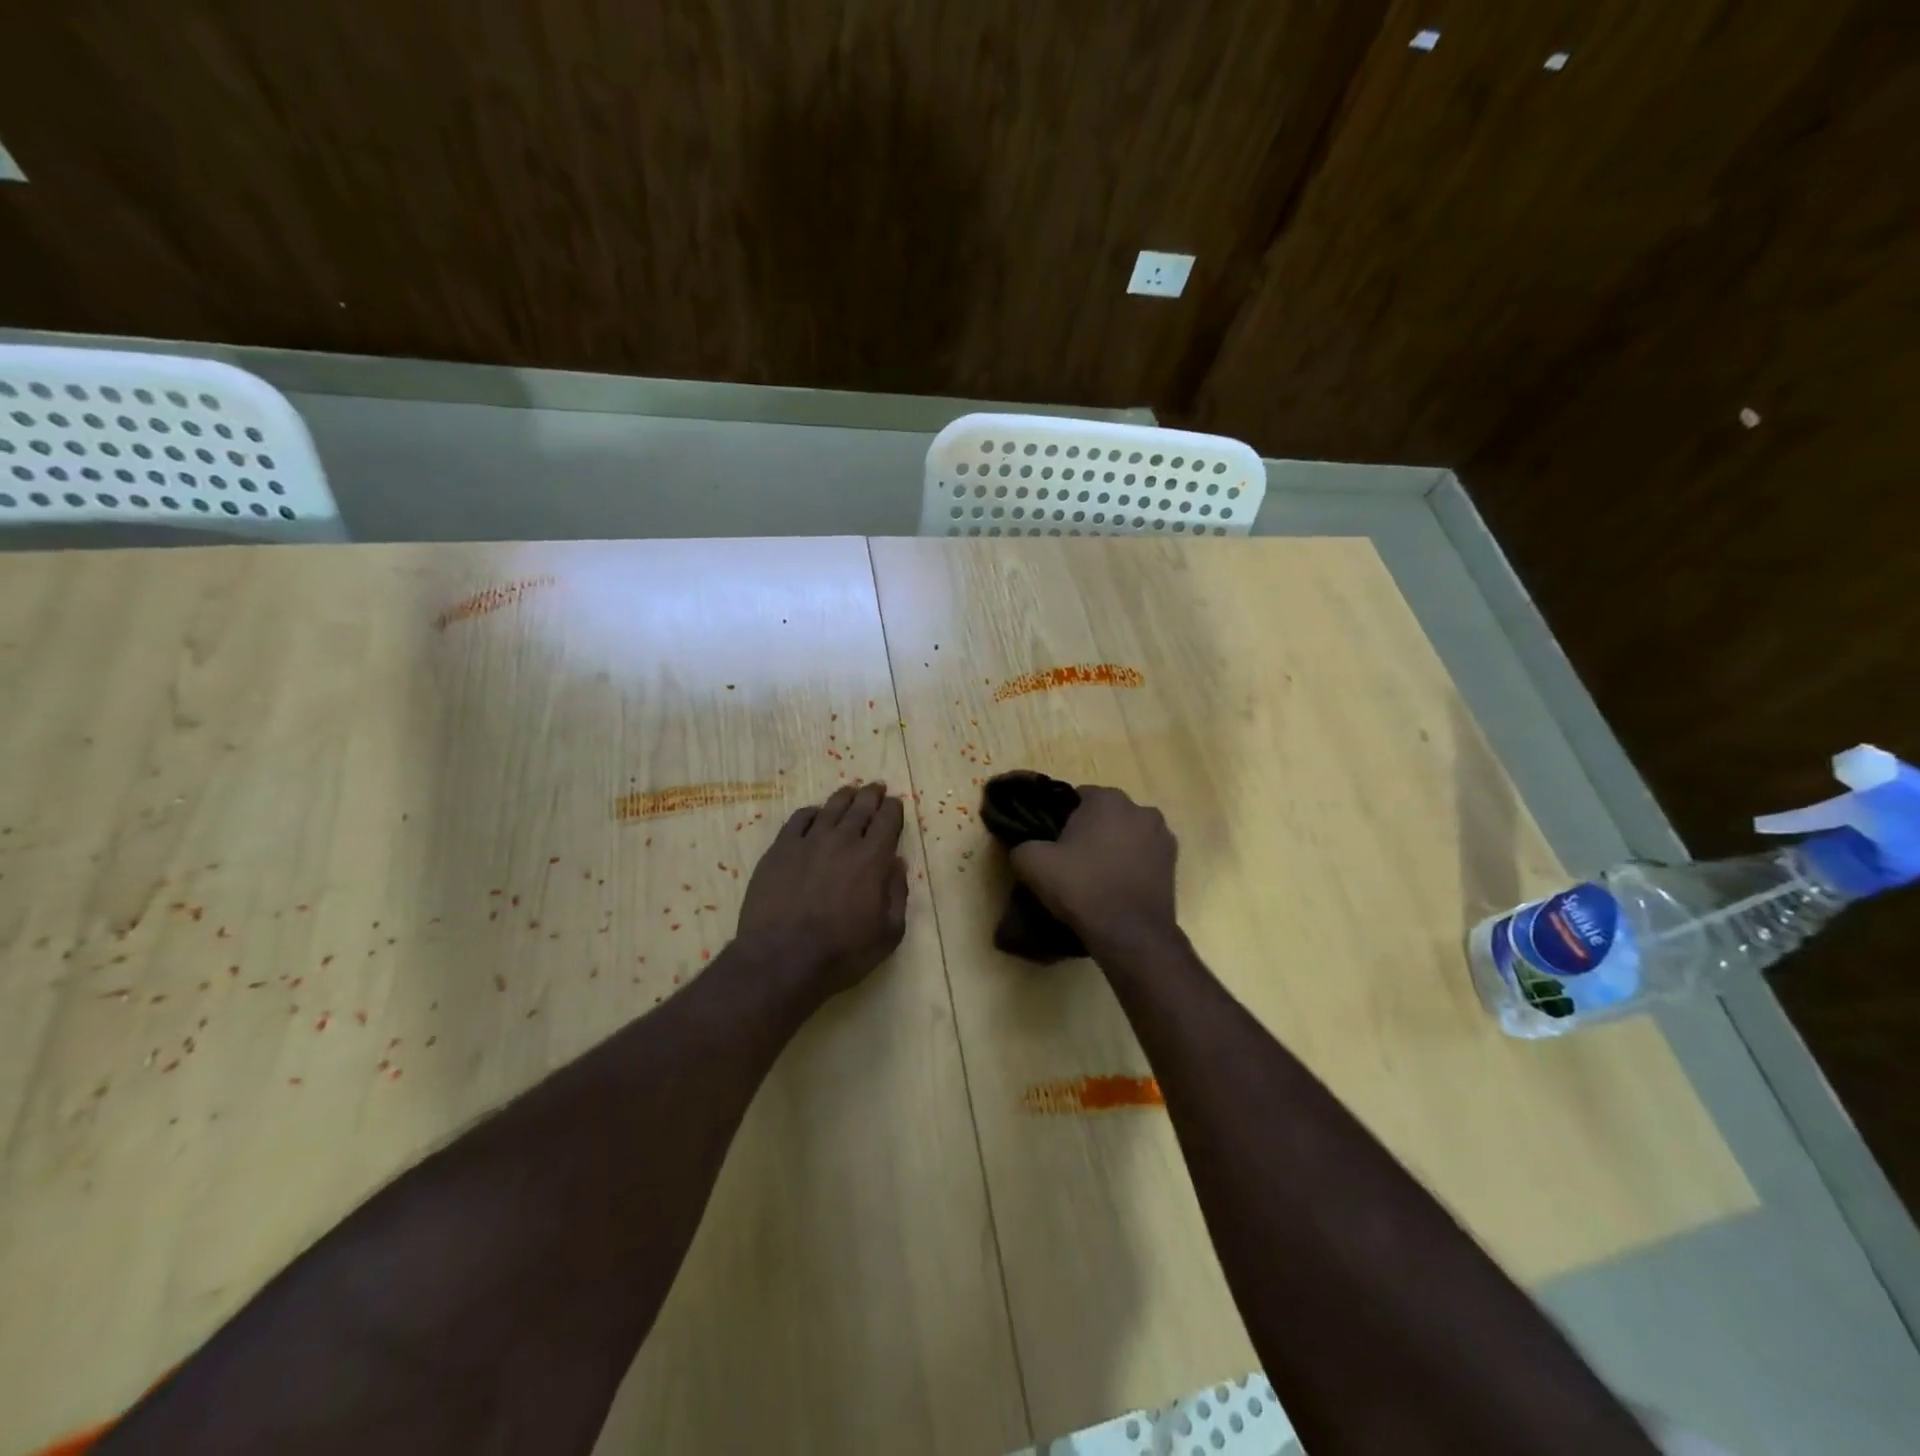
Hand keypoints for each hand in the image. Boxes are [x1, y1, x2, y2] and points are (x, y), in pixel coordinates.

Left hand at [736, 782, 908, 998]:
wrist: (781, 959)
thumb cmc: (842, 953)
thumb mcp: (888, 933)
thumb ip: (897, 894)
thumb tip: (896, 864)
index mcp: (873, 859)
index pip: (888, 820)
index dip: (894, 809)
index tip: (895, 804)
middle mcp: (843, 841)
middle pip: (861, 807)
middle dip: (872, 795)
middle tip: (876, 788)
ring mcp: (808, 842)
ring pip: (831, 808)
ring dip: (845, 797)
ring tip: (851, 791)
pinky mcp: (780, 849)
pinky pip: (799, 819)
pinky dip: (812, 812)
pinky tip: (815, 814)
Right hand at [1009, 785, 1177, 949]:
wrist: (1130, 933)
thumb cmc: (1082, 888)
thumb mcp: (1033, 864)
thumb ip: (1022, 845)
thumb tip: (1024, 847)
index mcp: (1107, 799)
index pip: (1076, 798)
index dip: (1061, 820)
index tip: (1053, 844)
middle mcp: (1140, 808)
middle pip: (1105, 815)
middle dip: (1090, 832)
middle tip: (1071, 861)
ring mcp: (1162, 835)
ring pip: (1126, 835)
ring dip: (1113, 848)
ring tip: (1096, 878)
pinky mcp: (1174, 863)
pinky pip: (1143, 856)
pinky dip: (1131, 865)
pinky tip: (1117, 888)